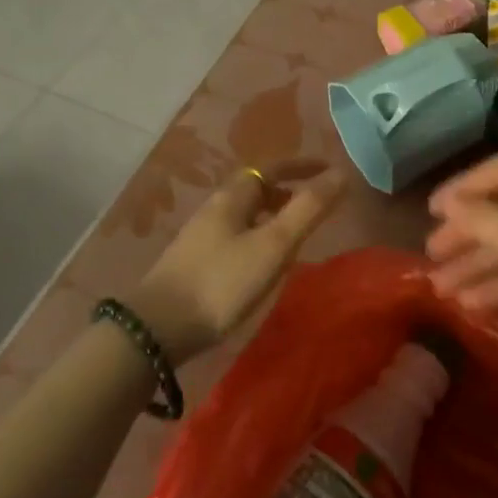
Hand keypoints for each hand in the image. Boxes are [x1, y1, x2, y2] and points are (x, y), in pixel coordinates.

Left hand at [130, 160, 346, 362]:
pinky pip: (235, 236)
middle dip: (287, 191)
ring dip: (272, 216)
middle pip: (255, 189)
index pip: (270, 167)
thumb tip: (341, 173)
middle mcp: (214, 209)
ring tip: (294, 236)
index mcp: (232, 197)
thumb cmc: (221, 282)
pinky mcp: (194, 263)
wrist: (155, 331)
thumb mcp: (273, 245)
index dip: (301, 165)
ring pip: (244, 215)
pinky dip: (257, 237)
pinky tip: (262, 264)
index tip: (327, 169)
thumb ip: (308, 209)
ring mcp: (201, 237)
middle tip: (314, 206)